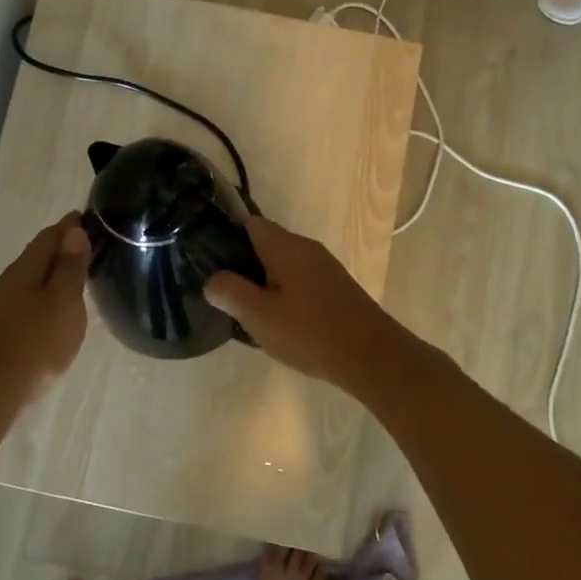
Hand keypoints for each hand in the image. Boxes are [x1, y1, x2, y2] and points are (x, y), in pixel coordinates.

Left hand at [0, 213, 91, 395]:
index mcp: (25, 270)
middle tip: (88, 243)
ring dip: (52, 272)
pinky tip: (54, 308)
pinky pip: (28, 300)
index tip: (88, 216)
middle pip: (37, 256)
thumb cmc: (35, 343)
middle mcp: (9, 282)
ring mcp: (1, 308)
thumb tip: (73, 230)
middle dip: (61, 247)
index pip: (49, 236)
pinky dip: (45, 294)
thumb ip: (69, 267)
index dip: (69, 225)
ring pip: (31, 279)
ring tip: (76, 274)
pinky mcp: (1, 330)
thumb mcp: (63, 302)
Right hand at [203, 216, 415, 391]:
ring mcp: (325, 267)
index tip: (209, 260)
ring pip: (283, 265)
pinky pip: (300, 281)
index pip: (248, 223)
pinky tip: (280, 323)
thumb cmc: (309, 332)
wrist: (371, 356)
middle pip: (266, 244)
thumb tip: (212, 280)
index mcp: (284, 245)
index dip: (226, 237)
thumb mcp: (258, 315)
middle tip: (225, 294)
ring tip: (247, 313)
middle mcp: (306, 248)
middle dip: (244, 266)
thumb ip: (229, 292)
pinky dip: (285, 295)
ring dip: (264, 284)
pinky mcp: (336, 288)